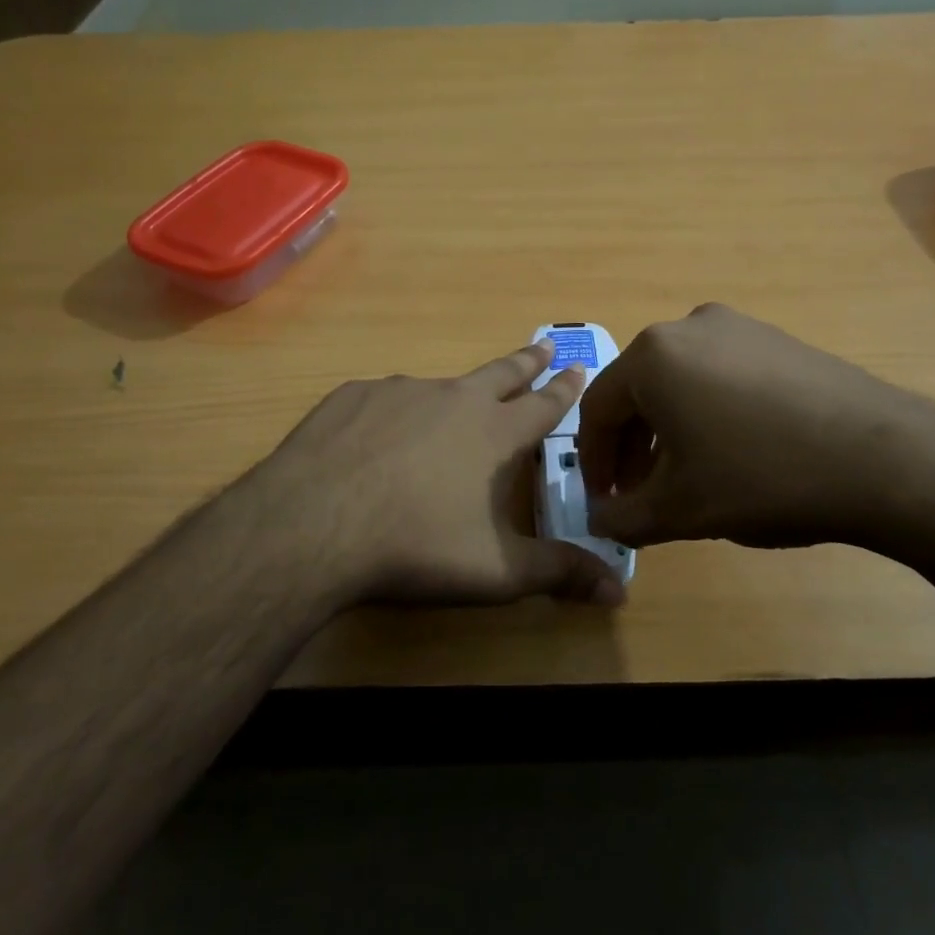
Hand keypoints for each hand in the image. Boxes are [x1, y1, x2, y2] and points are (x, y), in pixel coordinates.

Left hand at [234, 340, 625, 607]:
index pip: (544, 404)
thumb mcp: (498, 570)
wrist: (314, 526)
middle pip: (501, 373)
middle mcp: (454, 399)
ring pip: (439, 387)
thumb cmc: (418, 547)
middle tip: (543, 344)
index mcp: (495, 433)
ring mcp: (400, 391)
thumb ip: (559, 573)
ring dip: (454, 393)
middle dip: (527, 360)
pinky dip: (394, 412)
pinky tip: (378, 436)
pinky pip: (384, 399)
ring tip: (450, 409)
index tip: (578, 367)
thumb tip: (620, 590)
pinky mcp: (352, 397)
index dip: (565, 389)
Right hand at [577, 303, 934, 550]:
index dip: (593, 461)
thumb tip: (599, 519)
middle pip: (638, 392)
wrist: (883, 458)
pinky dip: (706, 413)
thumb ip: (622, 518)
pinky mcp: (777, 340)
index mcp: (652, 355)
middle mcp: (688, 326)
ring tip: (684, 477)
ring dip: (668, 432)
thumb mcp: (678, 510)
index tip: (602, 502)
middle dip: (631, 448)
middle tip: (638, 494)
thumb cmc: (760, 478)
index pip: (597, 409)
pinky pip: (719, 376)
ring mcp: (739, 328)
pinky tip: (730, 452)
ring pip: (679, 383)